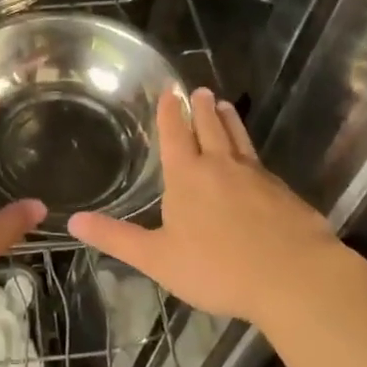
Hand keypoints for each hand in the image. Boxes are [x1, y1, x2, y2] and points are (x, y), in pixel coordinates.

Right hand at [68, 87, 354, 325]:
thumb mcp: (157, 258)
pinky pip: (261, 163)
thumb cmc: (217, 267)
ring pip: (239, 139)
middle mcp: (221, 166)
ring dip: (229, 120)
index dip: (170, 112)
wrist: (293, 276)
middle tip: (200, 90)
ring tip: (226, 105)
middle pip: (210, 127)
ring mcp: (256, 176)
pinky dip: (251, 151)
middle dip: (202, 108)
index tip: (170, 91)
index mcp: (188, 176)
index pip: (176, 134)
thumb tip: (73, 220)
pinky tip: (255, 160)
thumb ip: (117, 238)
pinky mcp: (283, 192)